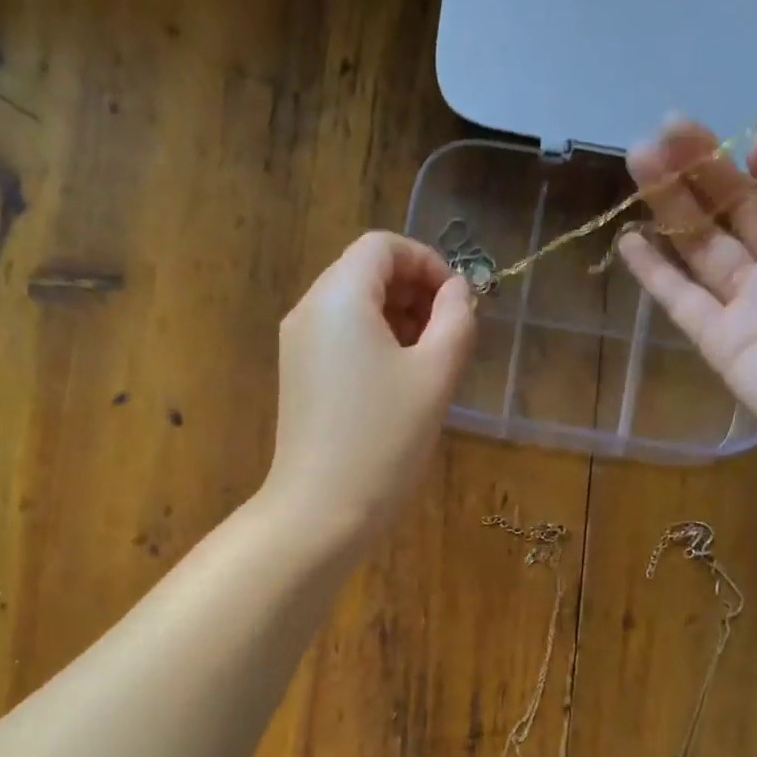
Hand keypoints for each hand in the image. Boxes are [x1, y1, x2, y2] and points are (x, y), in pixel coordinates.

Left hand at [263, 231, 475, 544]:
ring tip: (429, 365)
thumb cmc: (384, 440)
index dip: (428, 262)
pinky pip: (340, 341)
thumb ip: (456, 320)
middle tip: (449, 337)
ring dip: (397, 321)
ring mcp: (298, 347)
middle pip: (366, 273)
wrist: (321, 511)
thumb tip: (458, 292)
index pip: (383, 246)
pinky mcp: (298, 379)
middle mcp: (309, 310)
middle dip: (414, 293)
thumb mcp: (435, 375)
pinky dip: (374, 346)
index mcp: (339, 296)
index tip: (459, 303)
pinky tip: (399, 387)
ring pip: (354, 309)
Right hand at [618, 107, 756, 468]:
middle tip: (662, 128)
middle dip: (703, 165)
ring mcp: (753, 303)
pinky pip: (683, 302)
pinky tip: (630, 239)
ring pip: (704, 244)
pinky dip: (656, 274)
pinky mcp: (723, 344)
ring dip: (672, 204)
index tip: (755, 140)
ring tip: (638, 159)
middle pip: (738, 203)